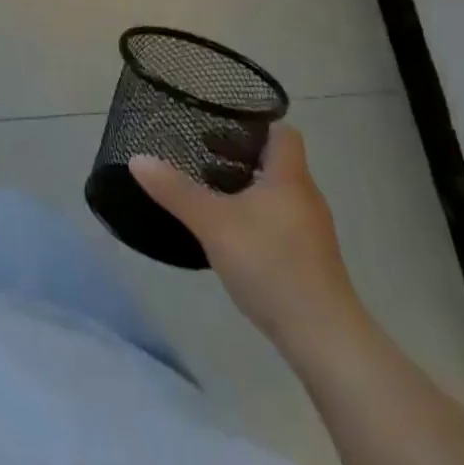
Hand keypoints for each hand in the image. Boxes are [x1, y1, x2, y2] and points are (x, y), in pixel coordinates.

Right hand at [132, 126, 365, 357]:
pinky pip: (279, 221)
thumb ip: (175, 190)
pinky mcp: (310, 261)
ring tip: (209, 193)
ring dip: (245, 188)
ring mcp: (311, 232)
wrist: (325, 340)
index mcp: (289, 178)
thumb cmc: (271, 265)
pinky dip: (255, 217)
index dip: (254, 124)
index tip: (220, 125)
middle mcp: (305, 198)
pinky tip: (230, 234)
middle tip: (202, 157)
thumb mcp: (212, 223)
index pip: (282, 132)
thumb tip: (137, 158)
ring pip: (276, 194)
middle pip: (276, 162)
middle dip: (239, 156)